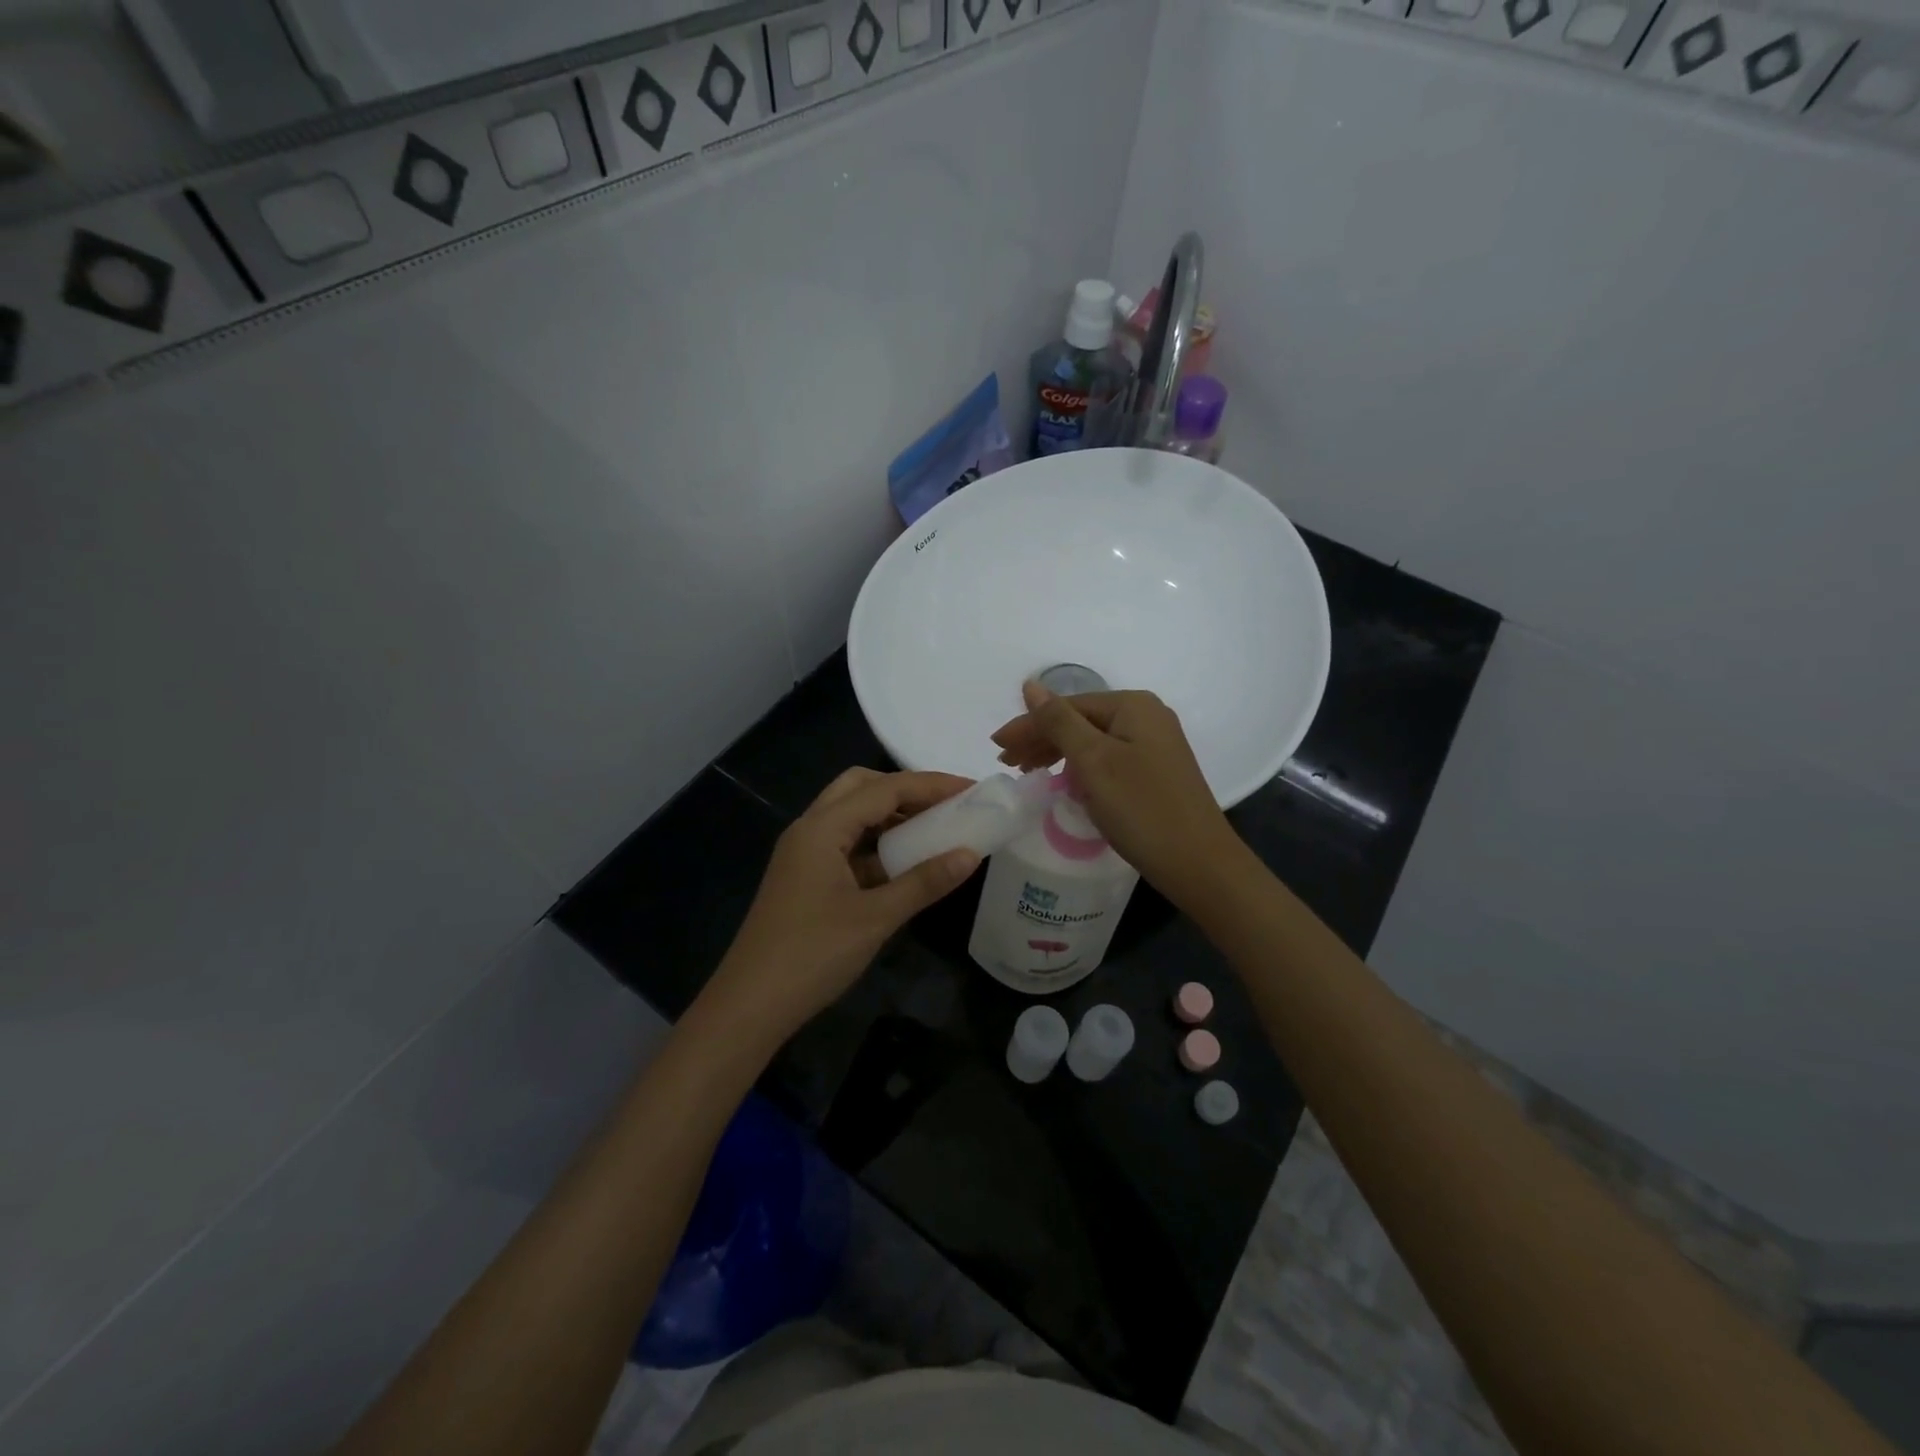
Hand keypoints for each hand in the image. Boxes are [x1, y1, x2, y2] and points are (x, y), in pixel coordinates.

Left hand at [699, 768, 980, 1047]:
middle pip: (861, 788)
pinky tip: (905, 865)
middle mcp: (810, 830)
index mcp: (822, 828)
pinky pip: (847, 846)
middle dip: (905, 790)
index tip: (971, 789)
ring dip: (891, 817)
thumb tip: (970, 854)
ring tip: (934, 830)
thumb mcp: (876, 918)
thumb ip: (924, 882)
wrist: (750, 1006)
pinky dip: (877, 846)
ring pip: (852, 816)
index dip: (931, 785)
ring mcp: (804, 854)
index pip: (884, 788)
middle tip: (946, 806)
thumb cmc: (812, 955)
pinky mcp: (806, 878)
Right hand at [991, 683, 1241, 905]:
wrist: (1198, 863)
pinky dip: (1081, 769)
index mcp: (1133, 706)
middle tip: (1007, 763)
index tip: (996, 747)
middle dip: (1041, 739)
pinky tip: (1065, 782)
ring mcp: (1154, 745)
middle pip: (1080, 721)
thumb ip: (1058, 721)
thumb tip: (1030, 684)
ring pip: (1092, 742)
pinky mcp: (1155, 772)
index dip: (1029, 725)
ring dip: (1057, 754)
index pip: (1067, 707)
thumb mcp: (1093, 761)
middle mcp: (1147, 717)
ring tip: (1028, 771)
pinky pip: (1107, 760)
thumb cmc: (1141, 808)